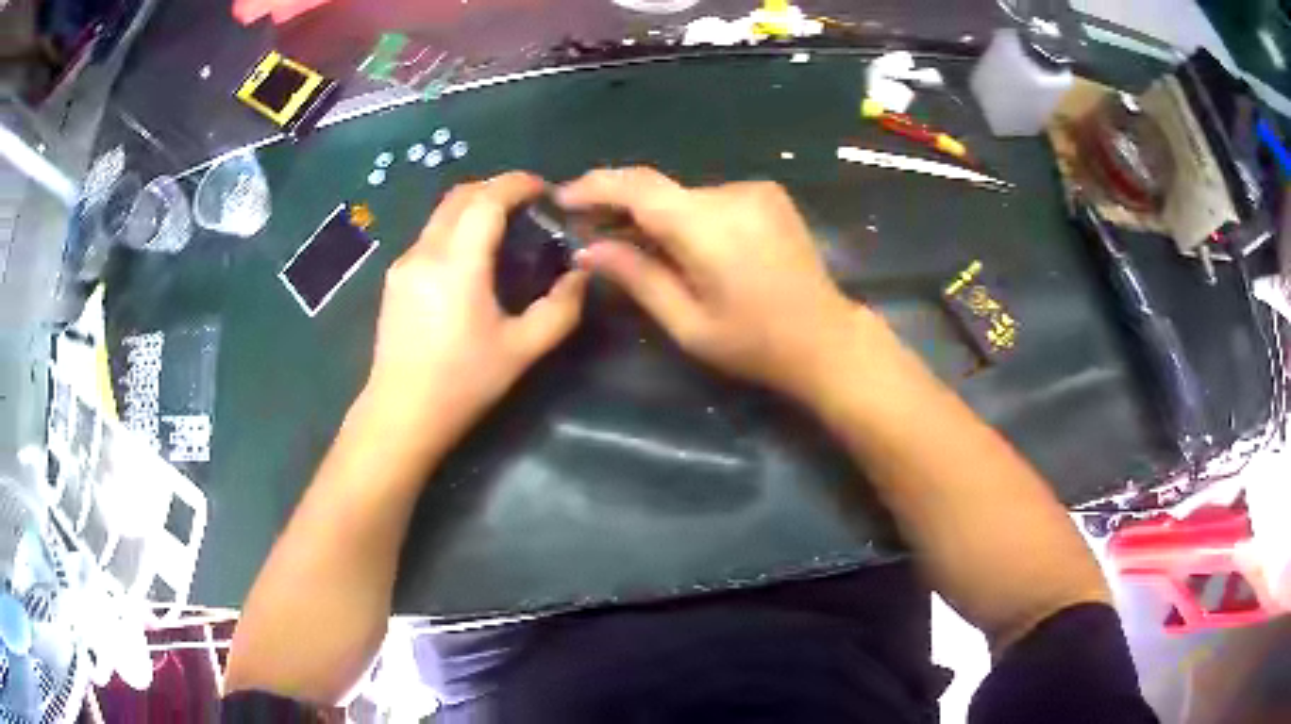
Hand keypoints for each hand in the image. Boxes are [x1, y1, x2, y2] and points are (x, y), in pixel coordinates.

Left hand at [363, 172, 587, 437]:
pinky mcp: (394, 278)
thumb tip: (580, 275)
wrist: (400, 415)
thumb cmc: (462, 385)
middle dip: (496, 188)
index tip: (545, 189)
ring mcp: (404, 263)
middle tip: (529, 204)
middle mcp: (425, 252)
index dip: (518, 184)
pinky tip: (473, 257)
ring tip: (505, 228)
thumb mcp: (522, 351)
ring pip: (442, 213)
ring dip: (475, 206)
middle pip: (460, 196)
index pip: (487, 200)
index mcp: (457, 265)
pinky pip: (430, 235)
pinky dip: (457, 228)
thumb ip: (560, 310)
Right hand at [559, 167, 862, 397]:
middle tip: (591, 231)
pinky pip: (711, 200)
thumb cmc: (755, 343)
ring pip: (685, 196)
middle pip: (660, 190)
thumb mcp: (687, 322)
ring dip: (657, 215)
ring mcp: (754, 190)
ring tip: (635, 245)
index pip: (637, 187)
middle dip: (621, 206)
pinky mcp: (768, 196)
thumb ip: (636, 277)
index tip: (562, 197)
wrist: (826, 338)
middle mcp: (731, 193)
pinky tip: (683, 245)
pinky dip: (688, 216)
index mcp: (707, 225)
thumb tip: (588, 250)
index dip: (595, 186)